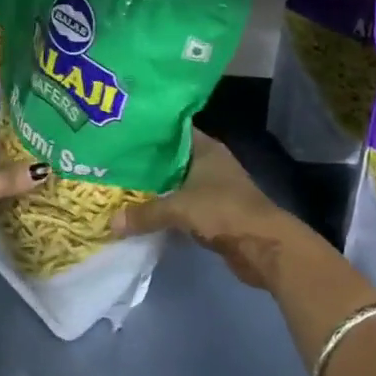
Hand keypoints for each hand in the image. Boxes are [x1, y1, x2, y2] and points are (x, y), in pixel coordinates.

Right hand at [110, 130, 318, 289]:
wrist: (264, 246)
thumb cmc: (224, 211)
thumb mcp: (179, 208)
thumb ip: (145, 213)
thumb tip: (111, 222)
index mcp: (205, 148)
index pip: (172, 130)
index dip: (148, 131)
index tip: (121, 133)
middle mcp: (209, 163)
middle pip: (171, 158)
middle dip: (145, 163)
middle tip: (112, 163)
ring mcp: (213, 189)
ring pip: (175, 184)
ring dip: (154, 189)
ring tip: (120, 187)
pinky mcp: (213, 213)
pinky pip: (182, 206)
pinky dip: (166, 210)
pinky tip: (141, 214)